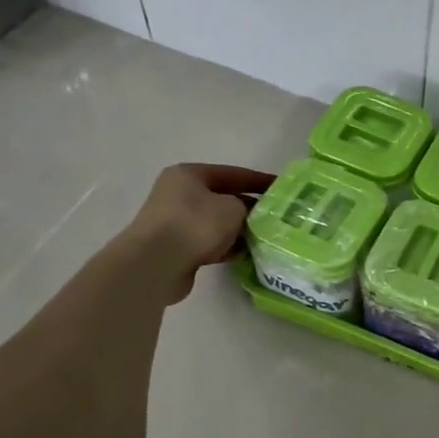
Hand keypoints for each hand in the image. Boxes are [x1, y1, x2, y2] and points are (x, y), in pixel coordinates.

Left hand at [119, 163, 276, 303]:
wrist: (156, 264)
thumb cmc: (196, 224)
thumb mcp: (233, 208)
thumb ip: (247, 207)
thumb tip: (249, 215)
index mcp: (189, 175)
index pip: (233, 173)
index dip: (259, 180)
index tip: (282, 188)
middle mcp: (179, 194)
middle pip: (224, 198)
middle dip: (250, 208)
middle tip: (277, 217)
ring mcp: (176, 222)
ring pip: (217, 223)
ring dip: (239, 230)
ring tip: (266, 237)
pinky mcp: (177, 248)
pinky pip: (210, 243)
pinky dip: (227, 247)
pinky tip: (247, 253)